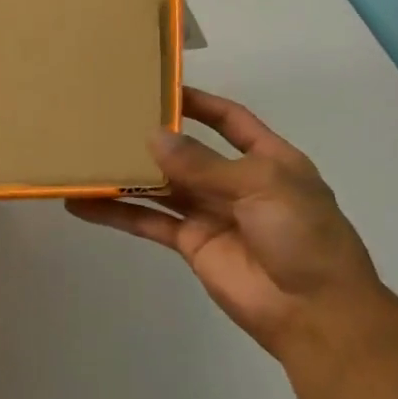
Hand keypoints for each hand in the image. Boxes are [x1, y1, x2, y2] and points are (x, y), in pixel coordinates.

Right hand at [67, 86, 387, 360]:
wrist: (314, 310)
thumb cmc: (302, 234)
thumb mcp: (261, 185)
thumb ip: (203, 163)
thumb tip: (152, 137)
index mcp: (267, 159)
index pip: (230, 120)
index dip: (199, 104)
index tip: (159, 87)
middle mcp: (235, 182)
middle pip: (187, 152)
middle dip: (154, 137)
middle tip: (110, 119)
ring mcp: (210, 213)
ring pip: (161, 186)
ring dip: (128, 175)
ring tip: (87, 157)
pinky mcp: (190, 243)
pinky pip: (149, 221)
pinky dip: (117, 213)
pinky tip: (83, 205)